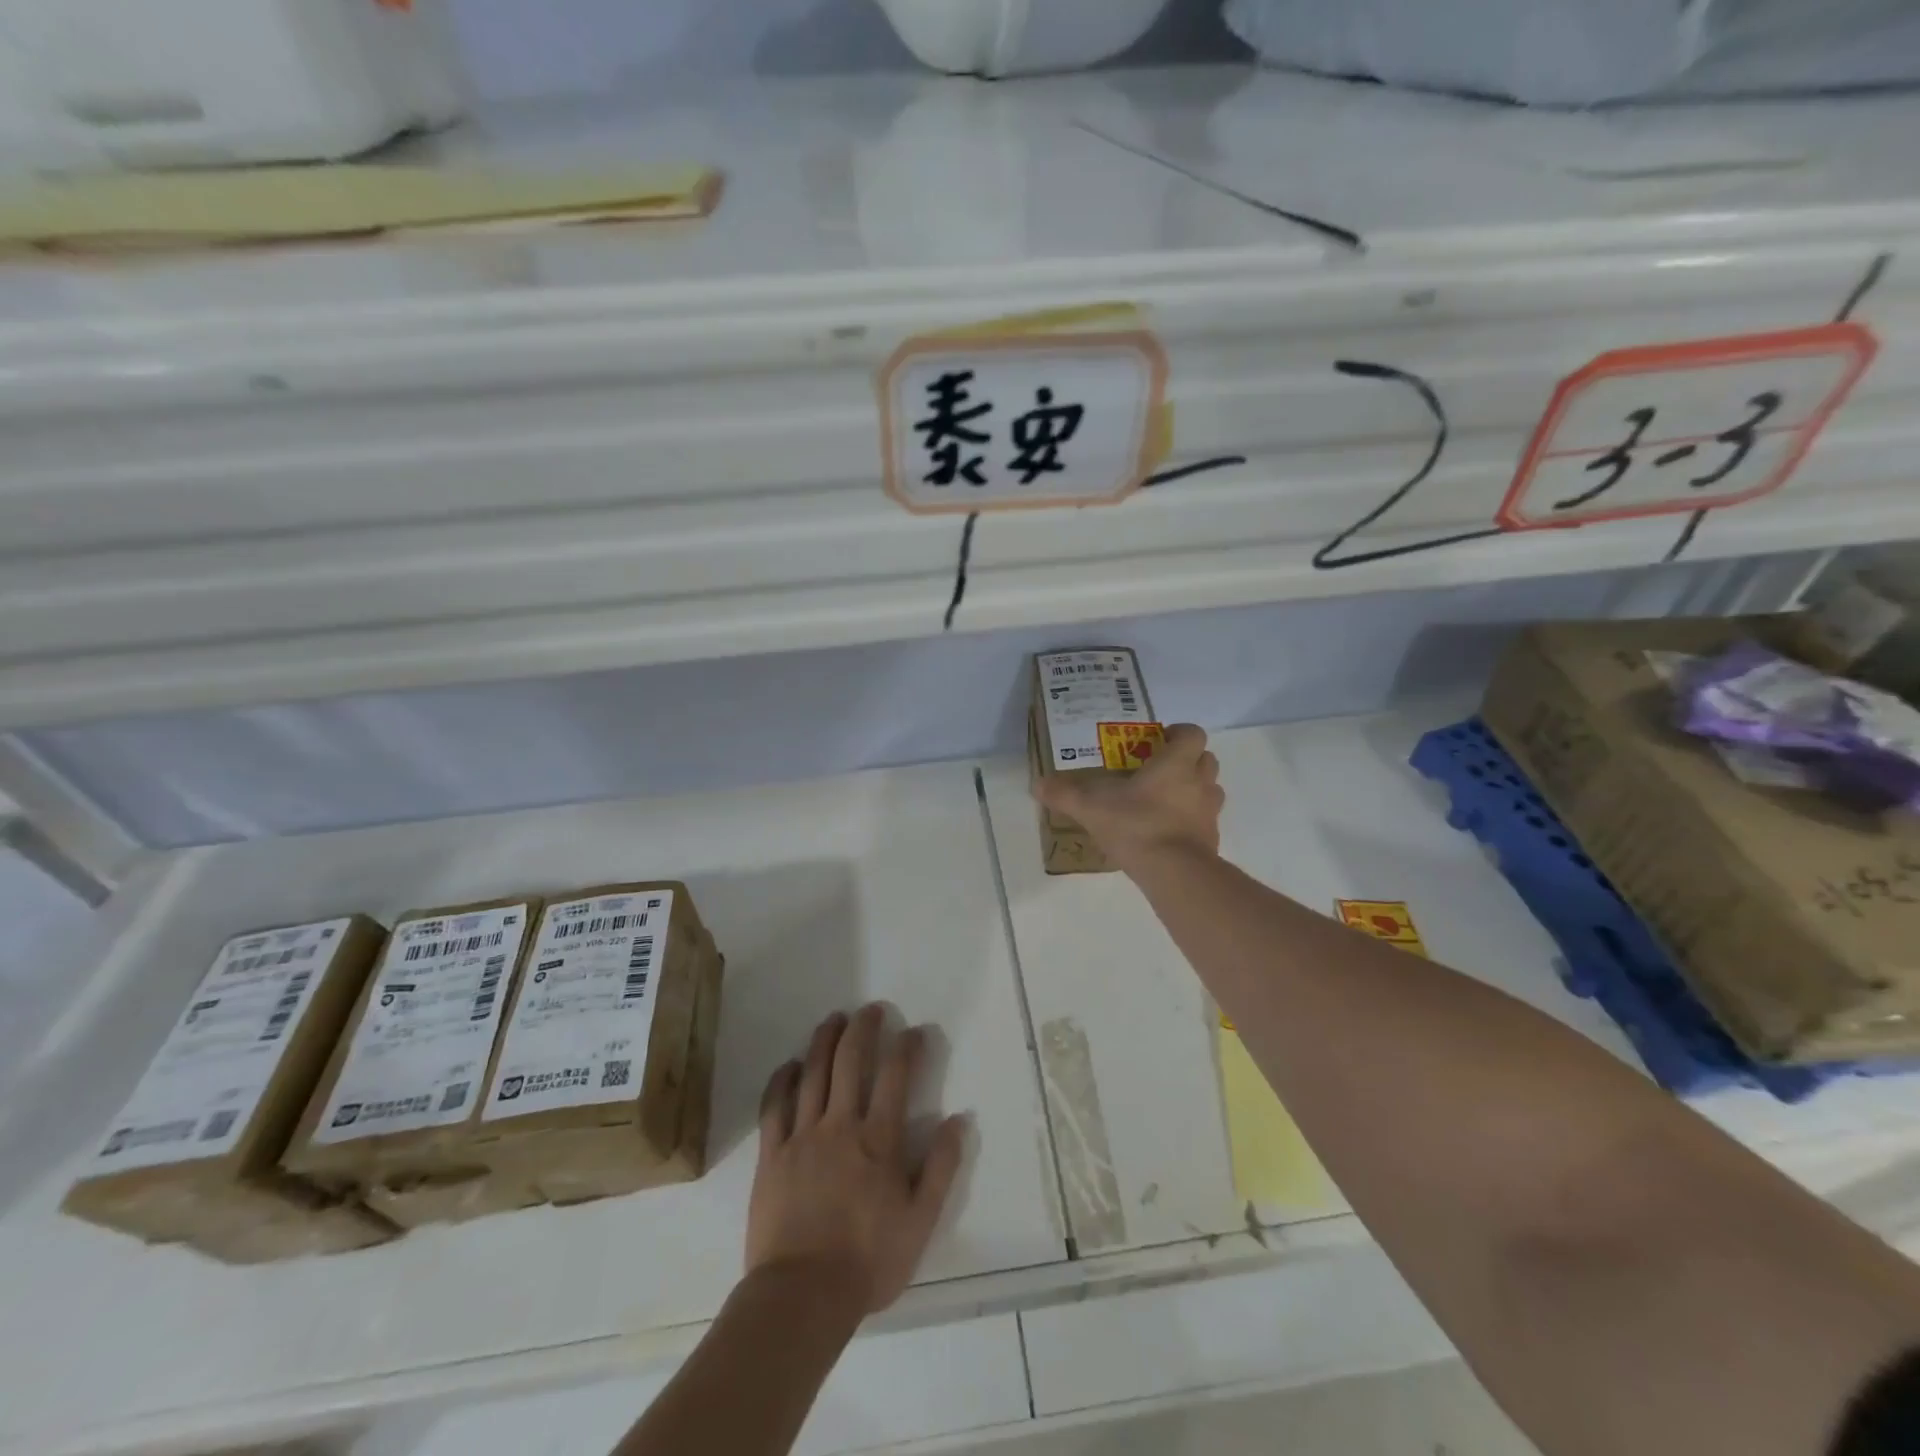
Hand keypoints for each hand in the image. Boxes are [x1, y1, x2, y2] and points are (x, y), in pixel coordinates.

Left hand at [749, 1005, 966, 1314]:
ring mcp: (802, 1136)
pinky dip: (783, 1079)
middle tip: (871, 1009)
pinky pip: (775, 1105)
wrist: (801, 1296)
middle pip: (851, 1061)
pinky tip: (790, 1064)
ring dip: (825, 1040)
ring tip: (834, 1019)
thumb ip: (941, 1168)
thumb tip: (960, 1119)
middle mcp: (840, 1125)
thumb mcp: (920, 1222)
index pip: (896, 1077)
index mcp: (879, 1140)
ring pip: (813, 1073)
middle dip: (863, 1028)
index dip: (907, 1047)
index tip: (915, 1031)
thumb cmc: (867, 1262)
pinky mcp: (771, 1153)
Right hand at [1032, 722, 1222, 871]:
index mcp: (1175, 764)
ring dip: (1193, 789)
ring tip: (1164, 800)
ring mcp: (1209, 812)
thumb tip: (1037, 784)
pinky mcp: (1211, 839)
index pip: (1192, 734)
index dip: (1180, 733)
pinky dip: (1191, 821)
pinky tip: (1167, 832)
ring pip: (1210, 790)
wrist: (1174, 872)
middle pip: (1206, 759)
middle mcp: (1199, 782)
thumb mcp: (1091, 807)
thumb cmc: (1136, 825)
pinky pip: (1205, 821)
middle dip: (1188, 760)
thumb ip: (1065, 794)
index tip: (1160, 740)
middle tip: (1159, 769)